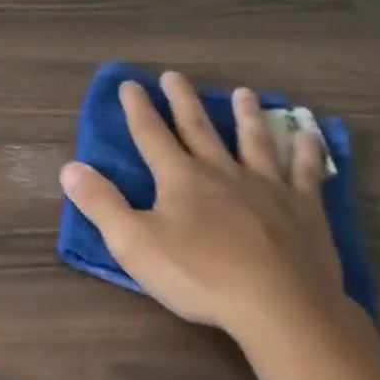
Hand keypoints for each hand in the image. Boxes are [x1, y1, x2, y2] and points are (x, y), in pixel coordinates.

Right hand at [59, 73, 345, 348]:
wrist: (277, 303)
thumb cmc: (198, 275)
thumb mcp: (134, 244)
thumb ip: (101, 204)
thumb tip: (70, 168)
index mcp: (180, 178)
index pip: (151, 135)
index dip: (138, 109)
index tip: (130, 84)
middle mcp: (222, 171)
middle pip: (198, 128)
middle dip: (182, 101)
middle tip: (174, 76)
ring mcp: (267, 185)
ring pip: (254, 141)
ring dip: (246, 115)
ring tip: (241, 93)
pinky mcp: (303, 206)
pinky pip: (306, 169)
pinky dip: (308, 149)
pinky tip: (310, 133)